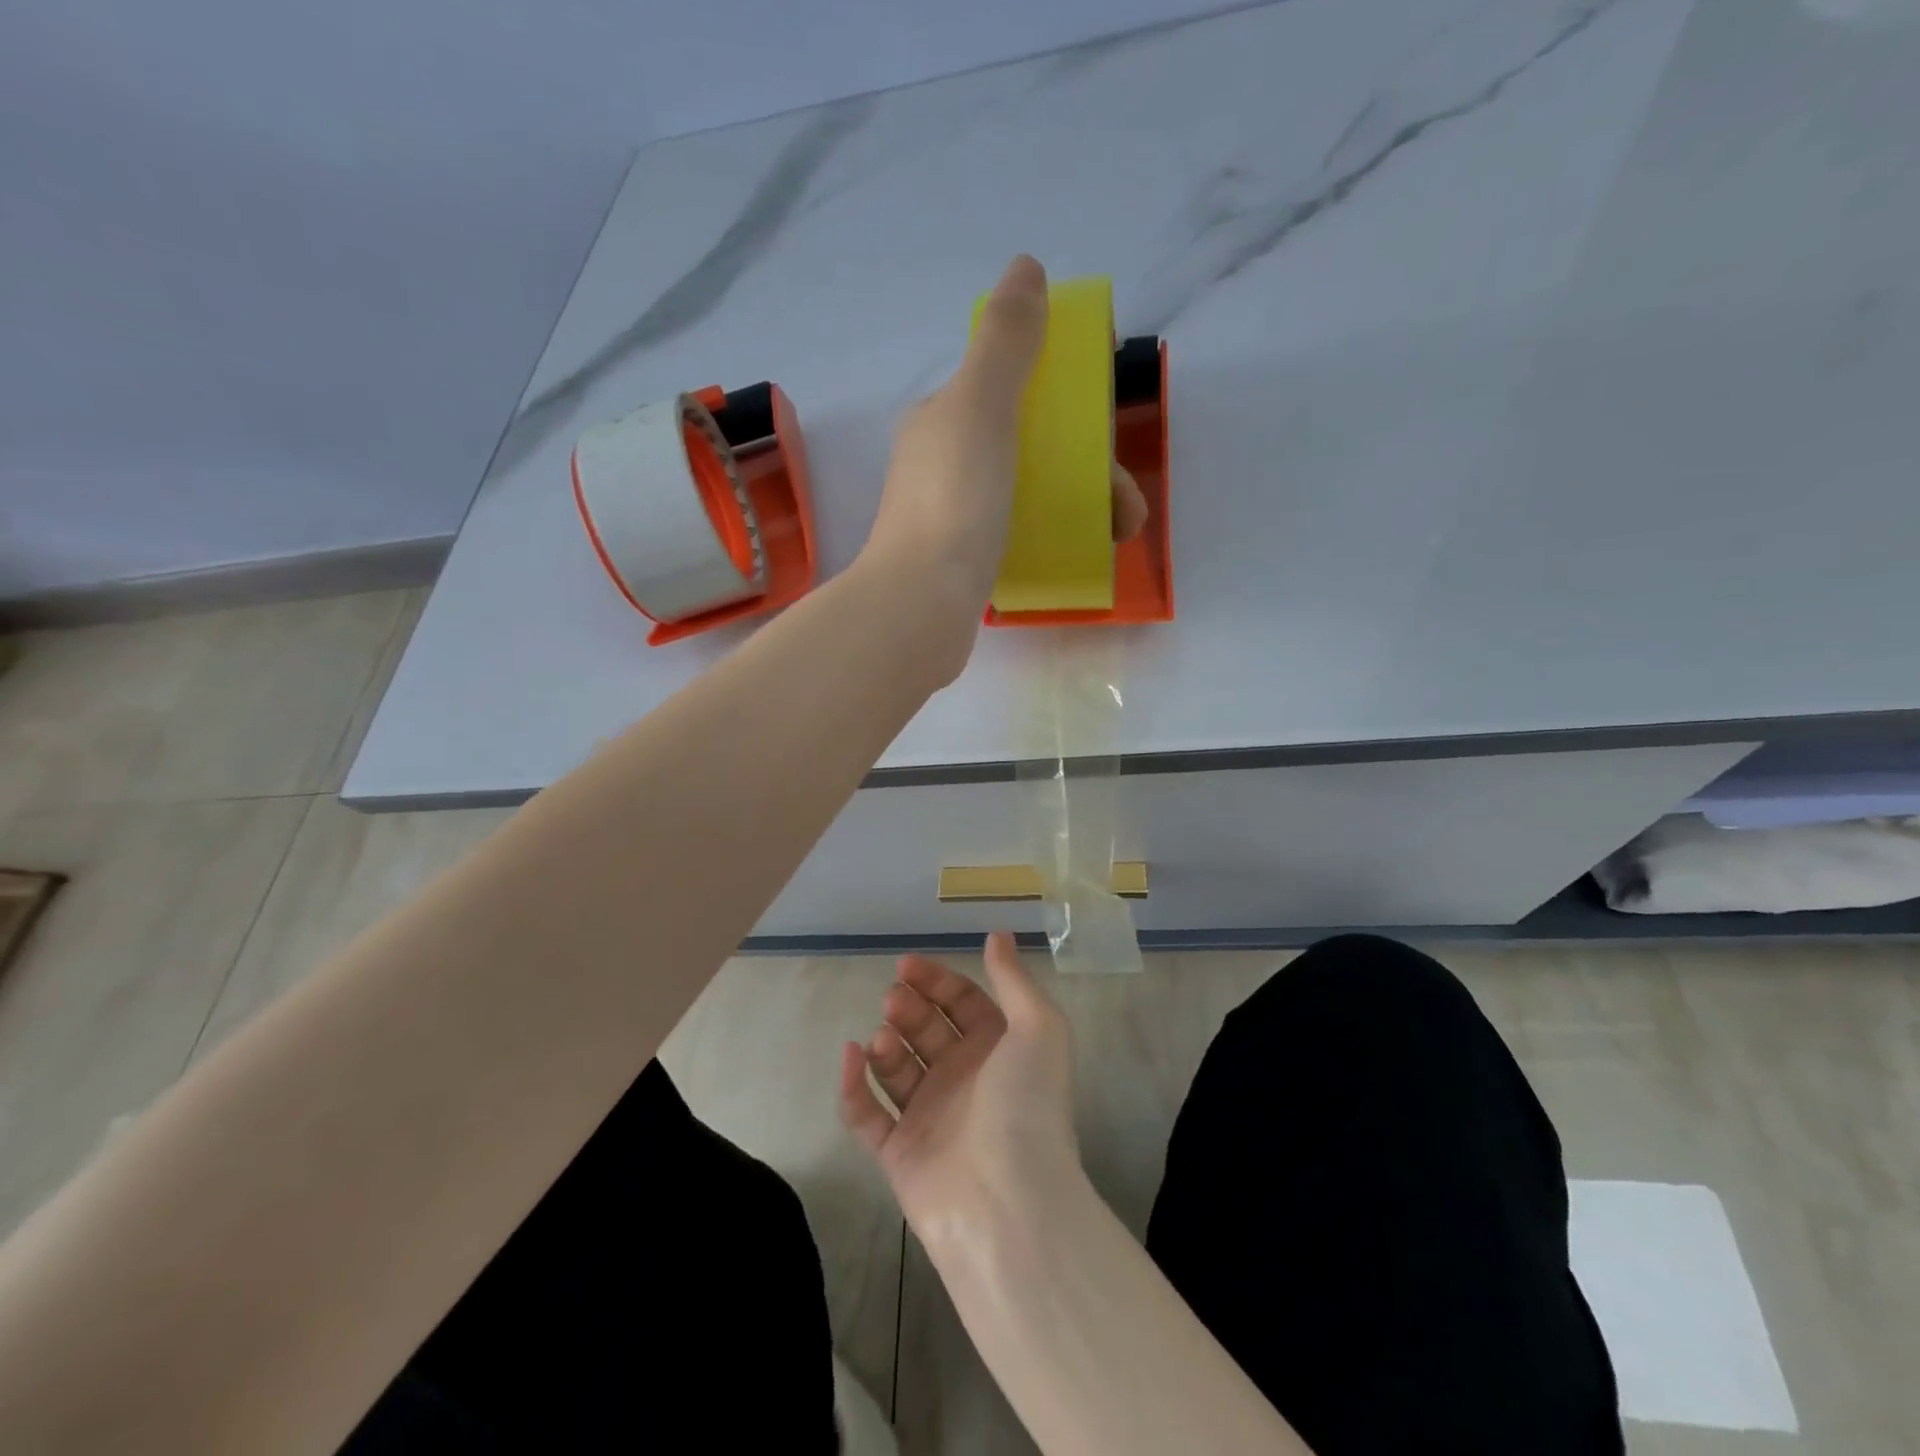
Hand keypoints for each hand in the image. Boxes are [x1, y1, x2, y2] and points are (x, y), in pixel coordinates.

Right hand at [839, 933, 1081, 1245]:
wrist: (1008, 1203)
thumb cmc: (1026, 1104)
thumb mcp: (1038, 1028)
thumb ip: (1014, 980)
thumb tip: (998, 935)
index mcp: (997, 1050)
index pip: (962, 1002)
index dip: (936, 980)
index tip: (906, 965)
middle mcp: (964, 1080)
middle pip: (926, 1030)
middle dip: (908, 1009)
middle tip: (894, 1000)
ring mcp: (930, 1118)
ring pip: (896, 1068)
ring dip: (885, 1044)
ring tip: (883, 1038)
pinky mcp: (899, 1154)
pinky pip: (867, 1115)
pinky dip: (854, 1086)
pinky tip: (850, 1057)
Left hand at [858, 255, 1149, 678]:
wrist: (918, 607)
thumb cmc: (954, 501)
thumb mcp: (980, 406)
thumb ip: (1005, 340)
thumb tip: (1026, 269)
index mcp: (945, 416)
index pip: (1016, 380)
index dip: (1068, 382)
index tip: (1110, 405)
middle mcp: (946, 460)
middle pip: (1033, 440)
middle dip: (1091, 459)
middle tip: (1125, 498)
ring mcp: (954, 514)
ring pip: (1033, 489)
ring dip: (1086, 500)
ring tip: (1122, 530)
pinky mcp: (965, 560)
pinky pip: (1022, 531)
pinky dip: (1059, 533)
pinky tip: (1086, 551)